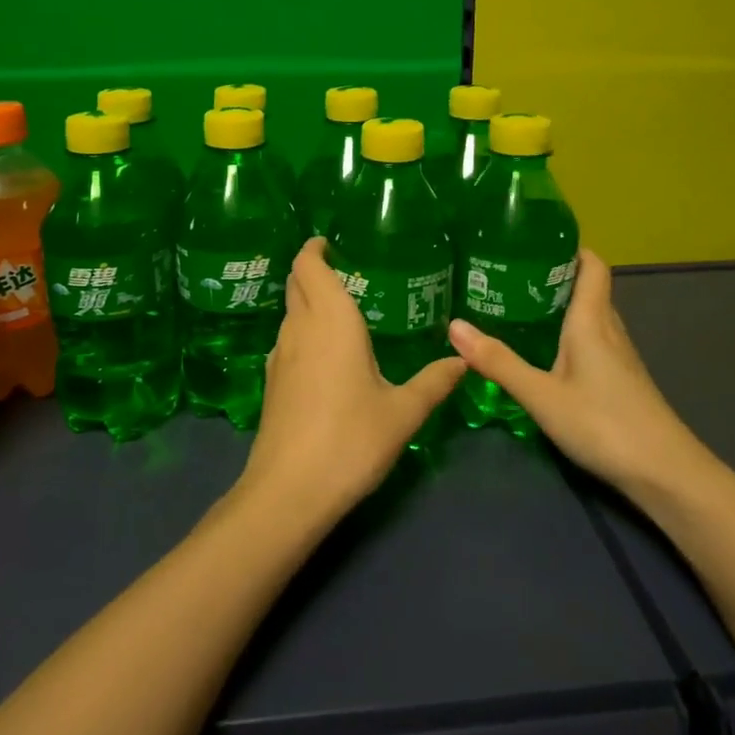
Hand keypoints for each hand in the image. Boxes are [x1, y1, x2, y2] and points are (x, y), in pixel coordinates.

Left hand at [239, 237, 465, 522]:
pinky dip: (303, 331)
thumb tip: (463, 360)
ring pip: (290, 313)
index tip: (330, 242)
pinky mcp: (271, 384)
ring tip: (342, 311)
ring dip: (308, 302)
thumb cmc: (350, 440)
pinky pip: (287, 340)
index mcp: (331, 321)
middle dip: (312, 270)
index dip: (314, 249)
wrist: (289, 492)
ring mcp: (279, 357)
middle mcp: (299, 329)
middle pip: (296, 284)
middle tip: (345, 271)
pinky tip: (326, 355)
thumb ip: (434, 382)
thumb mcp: (403, 412)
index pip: (308, 266)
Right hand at [447, 250, 709, 502]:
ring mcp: (619, 357)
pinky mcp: (620, 380)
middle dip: (551, 277)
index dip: (568, 248)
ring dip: (558, 307)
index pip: (591, 265)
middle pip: (586, 288)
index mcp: (592, 320)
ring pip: (588, 317)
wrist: (665, 474)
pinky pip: (591, 341)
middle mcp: (609, 330)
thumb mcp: (541, 395)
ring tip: (515, 308)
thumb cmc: (603, 424)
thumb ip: (499, 362)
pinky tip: (542, 353)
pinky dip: (566, 335)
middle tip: (507, 275)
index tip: (532, 242)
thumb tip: (454, 326)